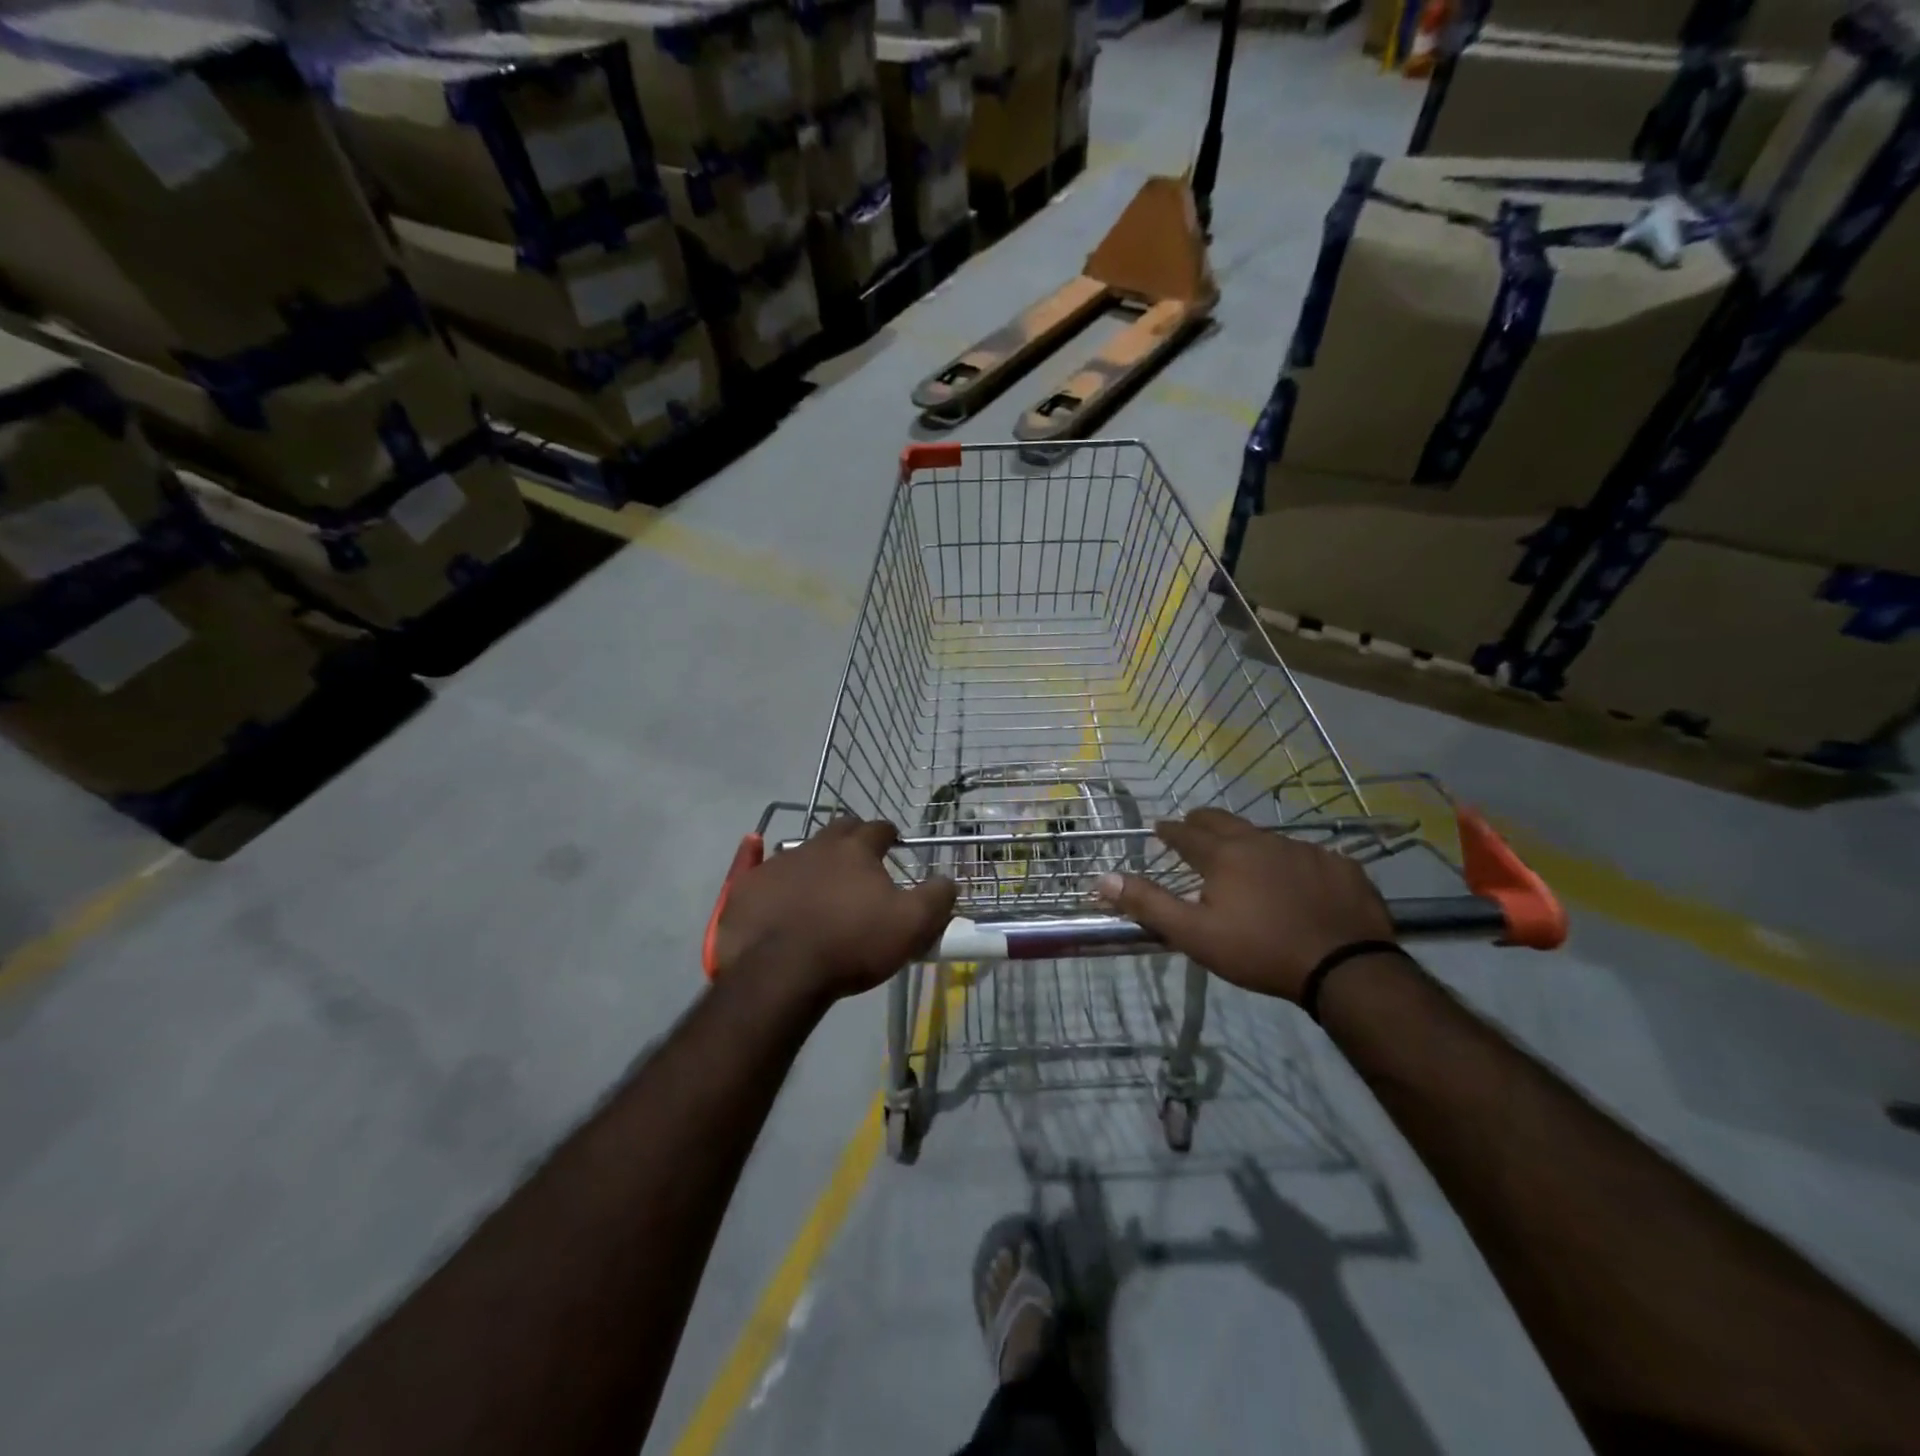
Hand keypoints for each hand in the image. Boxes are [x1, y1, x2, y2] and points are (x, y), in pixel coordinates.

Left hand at [714, 818, 956, 1002]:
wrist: (780, 972)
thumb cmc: (852, 944)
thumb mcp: (911, 925)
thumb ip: (937, 898)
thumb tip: (948, 880)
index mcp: (856, 849)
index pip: (878, 828)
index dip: (889, 835)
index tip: (894, 845)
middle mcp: (816, 845)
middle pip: (839, 830)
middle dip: (852, 838)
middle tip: (860, 859)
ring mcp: (777, 864)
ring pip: (801, 851)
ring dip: (814, 861)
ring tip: (820, 886)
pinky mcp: (747, 887)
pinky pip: (758, 870)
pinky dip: (767, 871)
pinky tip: (766, 874)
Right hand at [1094, 808, 1394, 1001]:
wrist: (1345, 968)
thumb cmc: (1260, 951)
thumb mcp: (1195, 934)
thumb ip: (1149, 904)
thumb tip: (1102, 879)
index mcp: (1224, 854)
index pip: (1186, 832)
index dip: (1170, 830)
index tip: (1160, 830)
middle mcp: (1262, 841)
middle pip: (1224, 820)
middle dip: (1203, 823)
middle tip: (1193, 831)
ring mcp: (1305, 849)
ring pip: (1266, 837)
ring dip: (1248, 844)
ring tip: (1245, 864)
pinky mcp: (1341, 866)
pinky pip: (1308, 856)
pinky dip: (1292, 864)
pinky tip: (1298, 884)